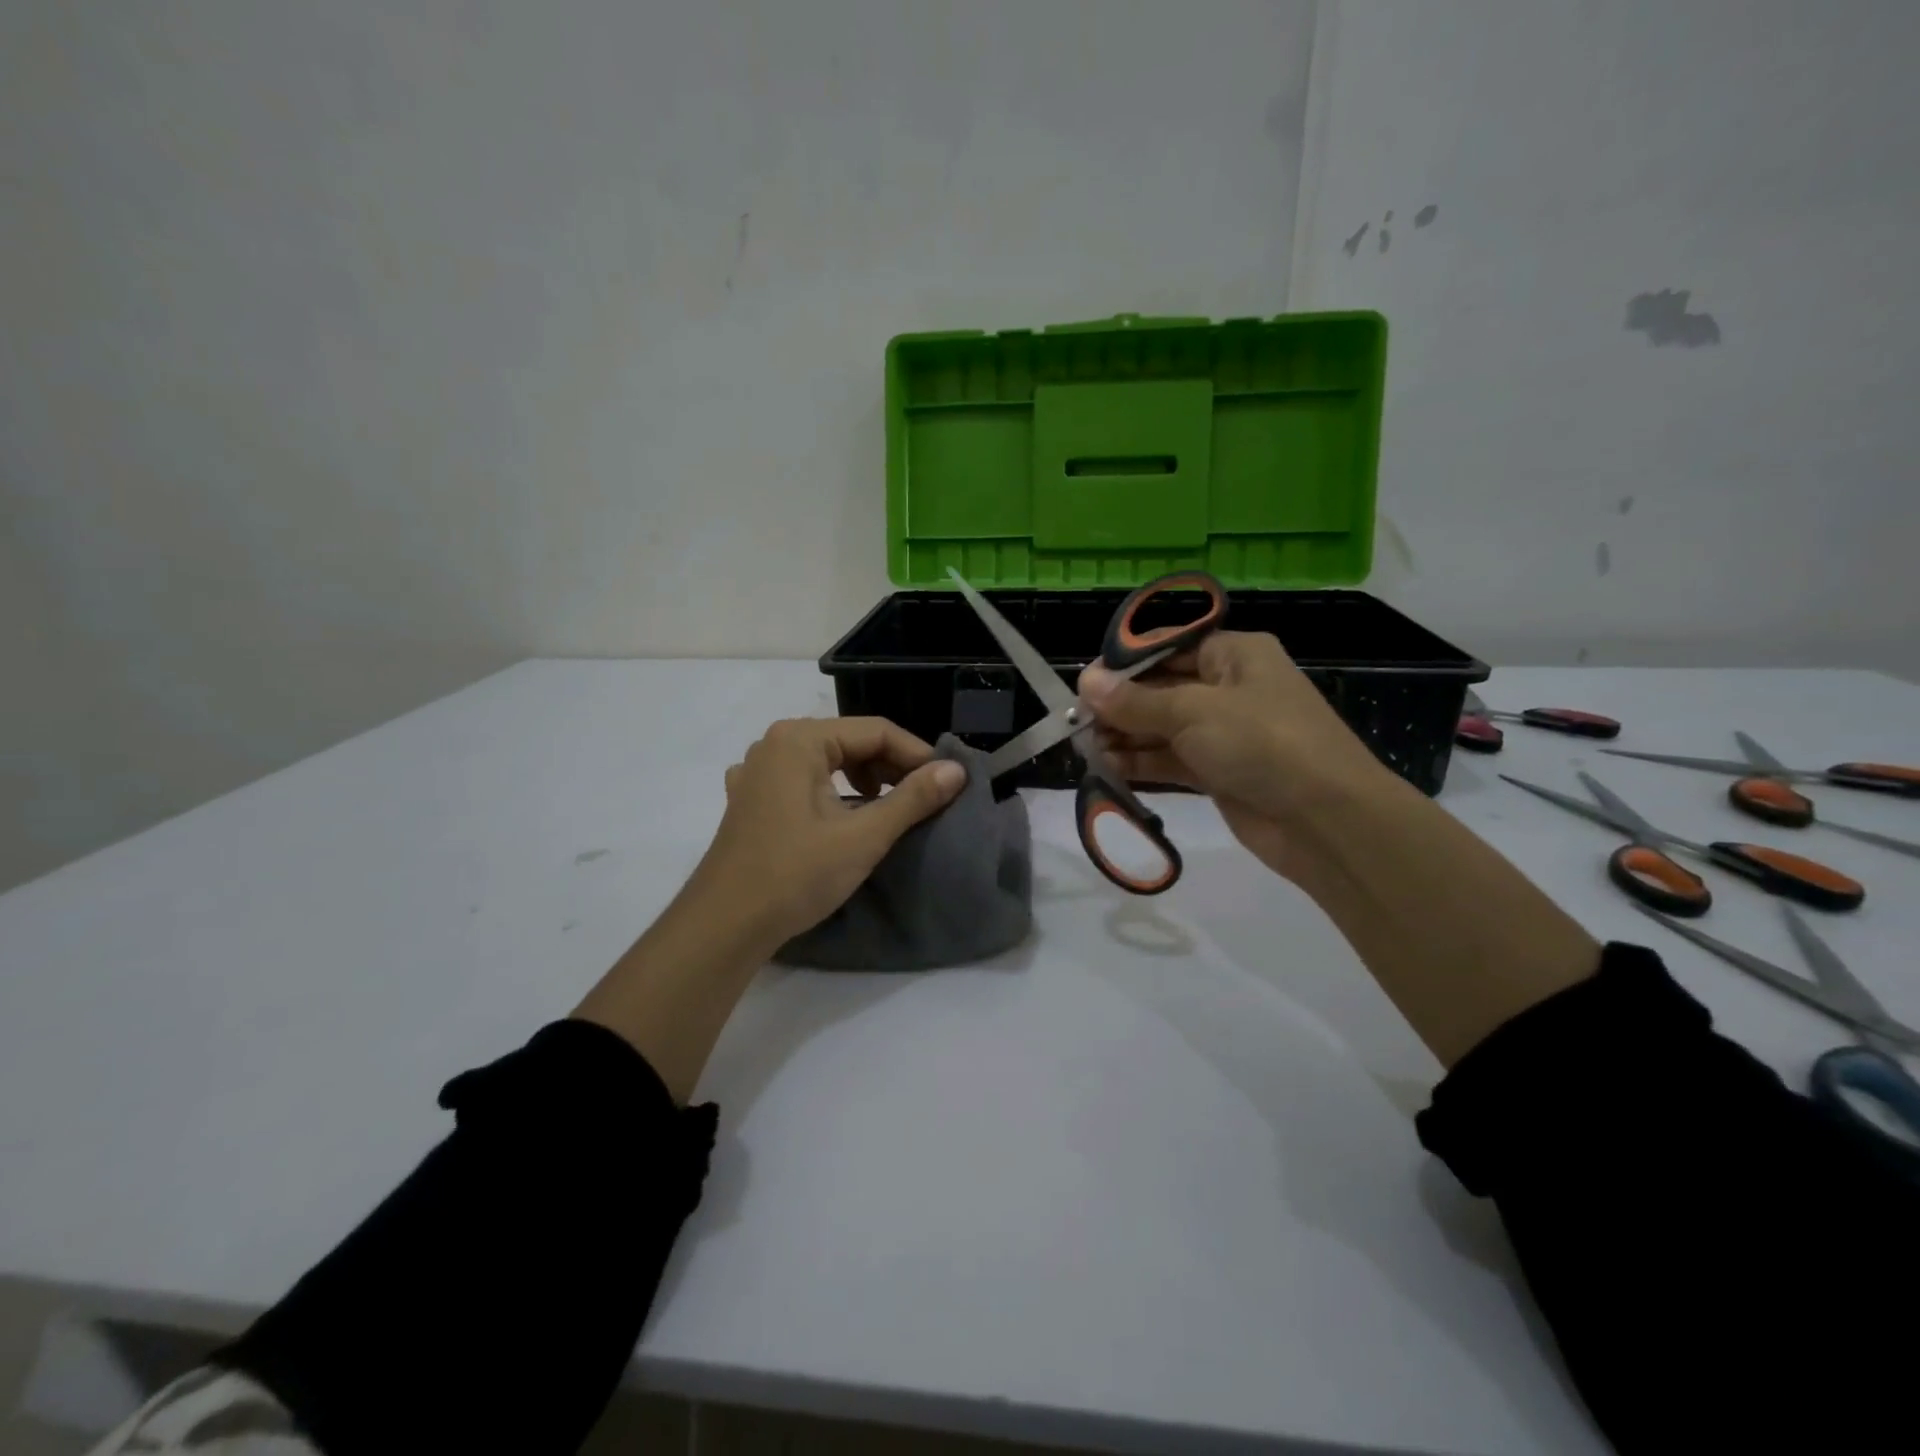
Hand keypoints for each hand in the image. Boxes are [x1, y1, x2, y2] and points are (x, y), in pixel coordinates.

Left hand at [692, 717, 967, 949]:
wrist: (724, 927)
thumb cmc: (795, 875)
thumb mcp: (863, 836)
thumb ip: (913, 798)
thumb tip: (957, 770)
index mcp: (799, 739)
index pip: (875, 731)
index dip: (917, 754)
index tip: (949, 783)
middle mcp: (775, 744)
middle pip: (851, 741)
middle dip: (892, 767)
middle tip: (925, 798)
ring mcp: (758, 772)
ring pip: (828, 761)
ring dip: (866, 780)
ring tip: (891, 808)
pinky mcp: (752, 799)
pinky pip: (805, 780)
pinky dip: (835, 791)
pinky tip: (846, 815)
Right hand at [1079, 632, 1391, 882]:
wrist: (1326, 820)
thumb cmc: (1262, 742)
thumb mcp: (1194, 712)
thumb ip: (1136, 701)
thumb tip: (1085, 681)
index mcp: (1235, 654)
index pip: (1169, 647)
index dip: (1125, 663)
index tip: (1085, 681)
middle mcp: (1230, 688)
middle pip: (1162, 689)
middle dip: (1121, 705)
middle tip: (1079, 721)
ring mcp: (1226, 733)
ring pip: (1163, 727)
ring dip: (1127, 736)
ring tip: (1086, 747)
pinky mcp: (1221, 773)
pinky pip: (1172, 760)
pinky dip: (1143, 763)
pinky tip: (1108, 767)